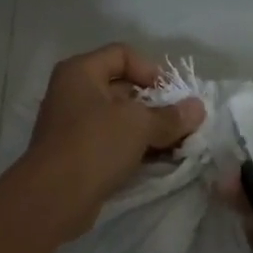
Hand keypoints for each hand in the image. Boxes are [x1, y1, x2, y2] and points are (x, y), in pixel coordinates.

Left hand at [17, 44, 204, 238]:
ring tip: (177, 146)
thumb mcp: (139, 125)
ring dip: (149, 131)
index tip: (172, 95)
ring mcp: (73, 127)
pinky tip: (159, 163)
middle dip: (156, 106)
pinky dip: (135, 150)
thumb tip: (198, 109)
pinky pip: (112, 144)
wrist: (54, 198)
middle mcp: (73, 94)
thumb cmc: (95, 145)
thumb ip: (171, 116)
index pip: (122, 54)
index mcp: (80, 72)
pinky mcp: (77, 156)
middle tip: (182, 124)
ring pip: (119, 120)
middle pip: (123, 89)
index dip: (151, 70)